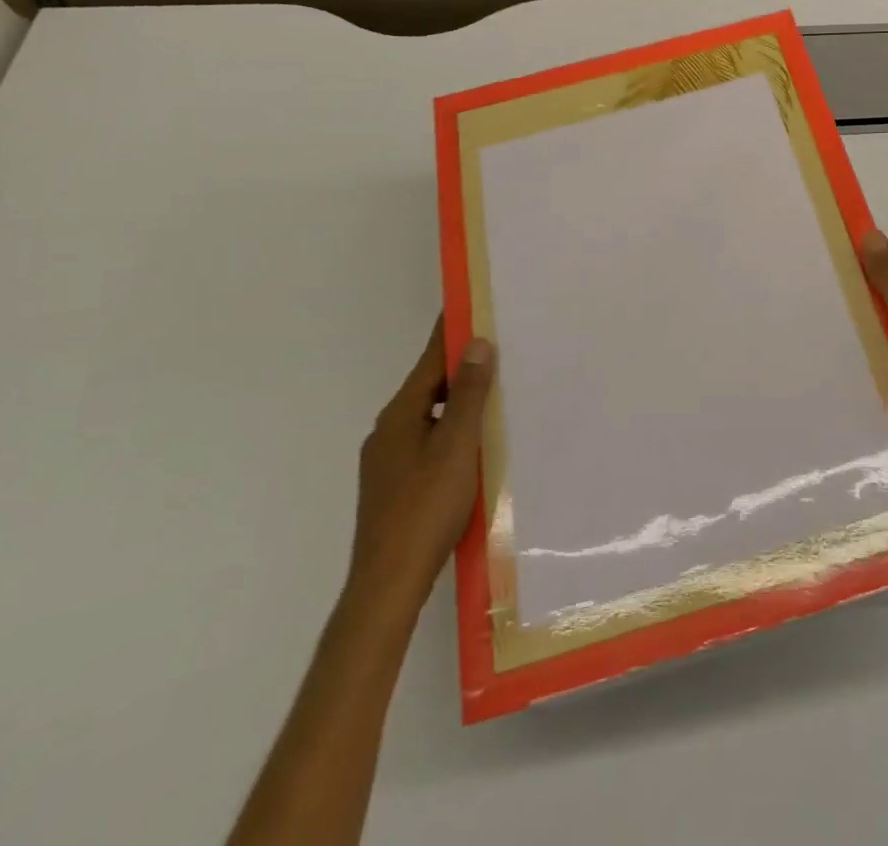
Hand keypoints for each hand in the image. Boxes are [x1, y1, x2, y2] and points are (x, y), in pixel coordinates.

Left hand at [346, 315, 496, 618]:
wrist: (388, 584)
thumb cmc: (426, 507)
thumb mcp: (457, 445)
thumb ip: (469, 394)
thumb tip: (477, 344)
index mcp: (401, 414)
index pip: (431, 360)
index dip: (452, 332)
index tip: (469, 302)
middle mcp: (389, 430)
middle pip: (430, 386)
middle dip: (461, 365)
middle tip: (499, 345)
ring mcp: (389, 460)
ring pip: (430, 415)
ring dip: (459, 400)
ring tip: (496, 390)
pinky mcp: (395, 485)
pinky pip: (428, 440)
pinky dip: (452, 428)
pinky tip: (475, 442)